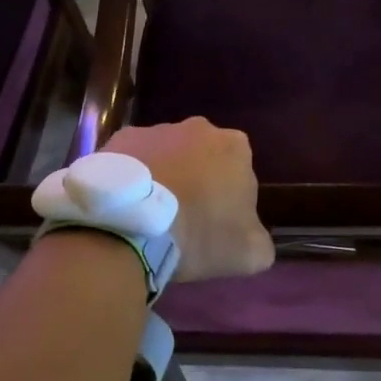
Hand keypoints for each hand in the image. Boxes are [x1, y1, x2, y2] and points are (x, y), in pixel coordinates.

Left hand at [104, 119, 274, 282]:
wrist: (132, 225)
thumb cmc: (199, 233)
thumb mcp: (248, 253)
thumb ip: (260, 240)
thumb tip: (252, 237)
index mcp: (235, 146)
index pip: (240, 170)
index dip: (230, 197)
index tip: (216, 223)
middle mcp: (198, 127)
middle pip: (203, 156)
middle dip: (196, 180)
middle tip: (184, 218)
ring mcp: (156, 129)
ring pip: (167, 155)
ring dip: (164, 176)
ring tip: (150, 214)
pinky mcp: (121, 138)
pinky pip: (133, 159)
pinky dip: (133, 177)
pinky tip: (126, 205)